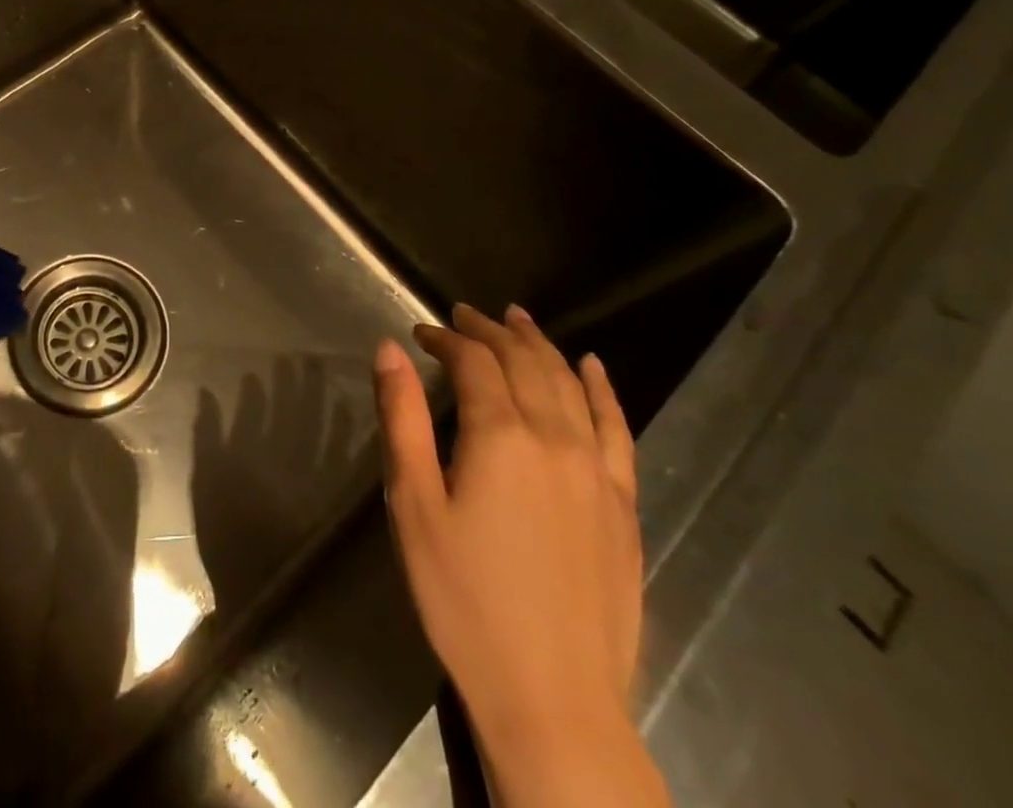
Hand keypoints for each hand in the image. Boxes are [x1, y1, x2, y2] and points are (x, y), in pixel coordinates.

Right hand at [375, 305, 662, 807]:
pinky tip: (594, 368)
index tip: (420, 333)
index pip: (473, 362)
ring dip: (541, 345)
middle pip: (524, 362)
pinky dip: (604, 391)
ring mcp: (598, 472)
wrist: (552, 698)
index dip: (445, 339)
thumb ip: (403, 419)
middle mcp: (555, 439)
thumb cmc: (463, 598)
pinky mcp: (623, 505)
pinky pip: (619, 430)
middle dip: (490, 331)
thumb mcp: (413, 504)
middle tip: (463, 314)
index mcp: (501, 436)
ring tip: (518, 319)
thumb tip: (389, 349)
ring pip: (570, 385)